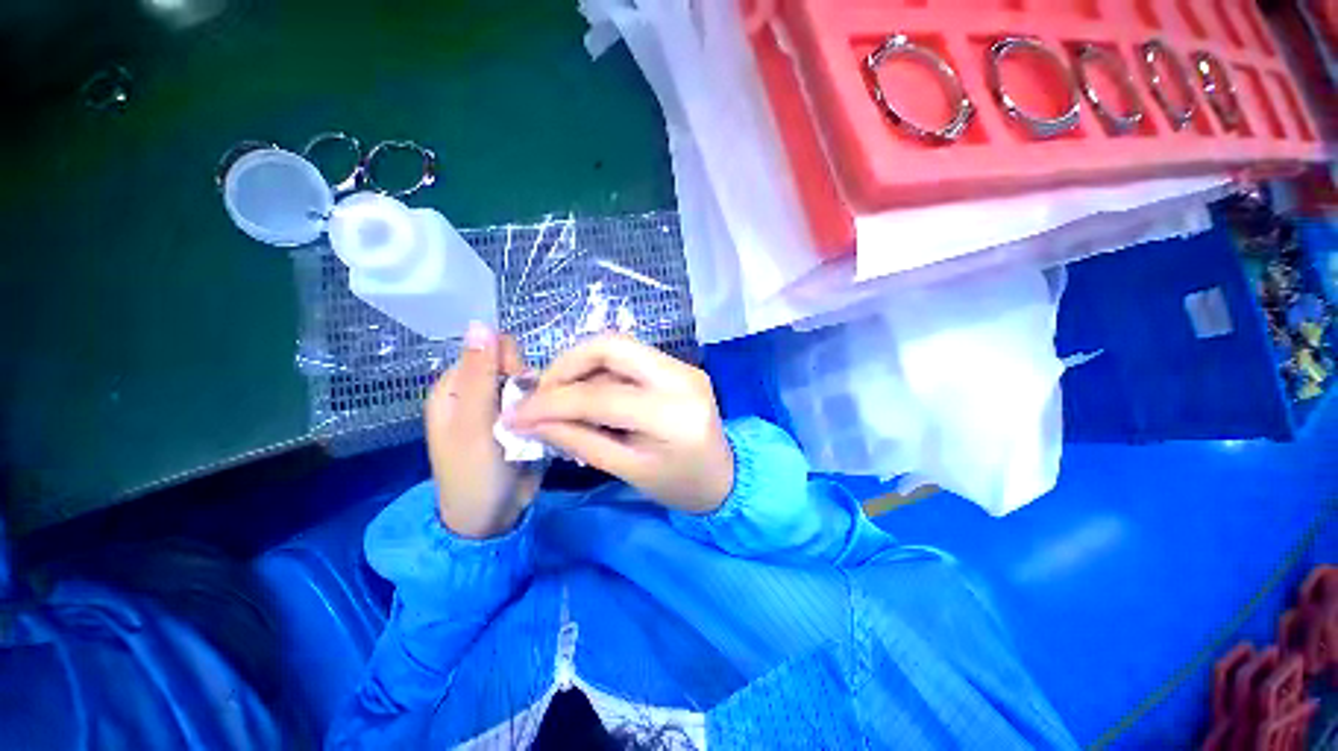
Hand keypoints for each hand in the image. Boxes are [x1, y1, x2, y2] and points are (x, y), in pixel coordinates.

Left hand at [425, 323, 540, 538]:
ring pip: (533, 385)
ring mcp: (501, 409)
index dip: (510, 364)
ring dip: (542, 400)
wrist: (493, 519)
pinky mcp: (522, 422)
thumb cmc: (475, 473)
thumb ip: (480, 374)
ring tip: (541, 426)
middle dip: (528, 385)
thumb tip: (481, 323)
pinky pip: (540, 403)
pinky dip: (547, 412)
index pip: (491, 349)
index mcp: (456, 387)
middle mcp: (478, 393)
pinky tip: (550, 429)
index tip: (520, 390)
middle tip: (528, 415)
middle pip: (516, 366)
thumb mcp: (473, 424)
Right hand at [506, 334, 733, 514]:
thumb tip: (532, 420)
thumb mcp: (627, 470)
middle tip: (543, 394)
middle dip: (566, 365)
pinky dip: (600, 369)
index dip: (552, 403)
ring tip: (560, 395)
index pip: (601, 396)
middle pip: (611, 345)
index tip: (516, 414)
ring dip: (581, 365)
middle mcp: (681, 377)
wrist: (724, 476)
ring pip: (619, 345)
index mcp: (672, 415)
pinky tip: (587, 391)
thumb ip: (579, 440)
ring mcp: (683, 366)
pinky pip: (630, 356)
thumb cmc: (679, 485)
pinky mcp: (679, 365)